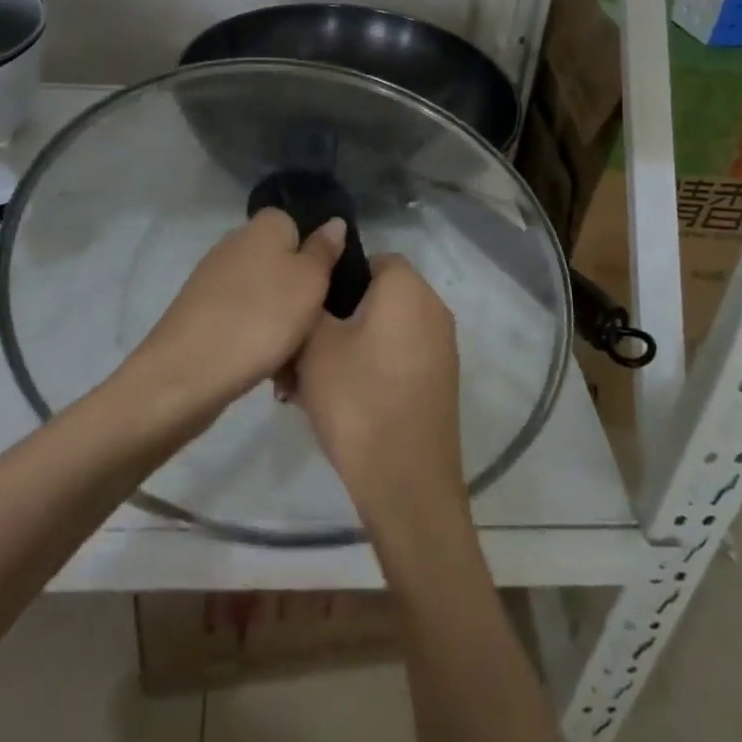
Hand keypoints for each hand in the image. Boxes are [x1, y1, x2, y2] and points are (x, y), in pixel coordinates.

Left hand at [123, 208, 347, 428]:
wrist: (188, 372)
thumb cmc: (262, 317)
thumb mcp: (310, 282)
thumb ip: (324, 251)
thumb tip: (334, 222)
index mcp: (263, 226)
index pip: (296, 223)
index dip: (315, 251)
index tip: (330, 283)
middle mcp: (234, 243)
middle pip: (279, 261)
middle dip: (298, 291)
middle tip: (318, 324)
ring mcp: (213, 278)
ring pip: (262, 294)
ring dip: (279, 320)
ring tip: (295, 355)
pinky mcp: (200, 312)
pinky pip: (241, 318)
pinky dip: (255, 337)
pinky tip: (266, 367)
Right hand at [289, 255, 465, 524]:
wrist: (406, 483)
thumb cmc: (356, 398)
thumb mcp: (314, 343)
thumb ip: (310, 302)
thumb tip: (313, 285)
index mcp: (407, 287)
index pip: (370, 259)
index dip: (334, 278)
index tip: (306, 308)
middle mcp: (433, 309)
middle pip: (376, 298)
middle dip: (337, 319)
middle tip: (300, 352)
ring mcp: (442, 348)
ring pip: (383, 332)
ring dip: (349, 348)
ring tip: (309, 384)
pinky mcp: (441, 383)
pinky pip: (398, 359)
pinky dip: (371, 370)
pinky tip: (340, 403)